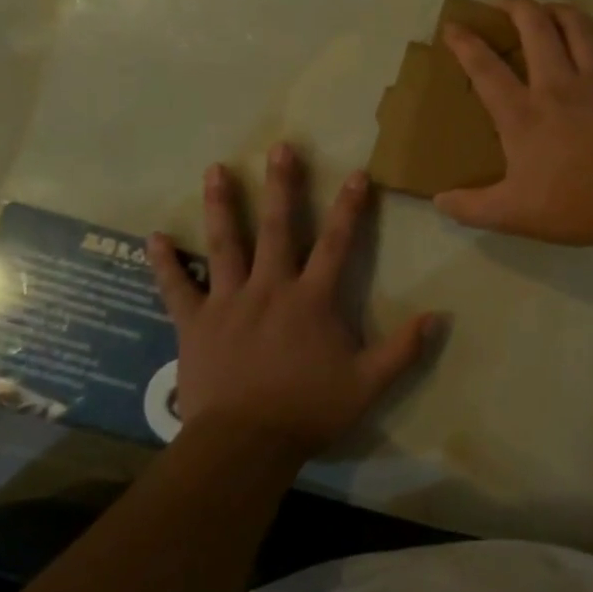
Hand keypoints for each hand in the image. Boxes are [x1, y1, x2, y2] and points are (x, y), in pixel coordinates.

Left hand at [147, 146, 432, 459]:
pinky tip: (153, 238)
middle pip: (279, 228)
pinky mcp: (195, 323)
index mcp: (311, 299)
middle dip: (283, 186)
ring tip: (215, 170)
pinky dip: (165, 263)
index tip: (358, 173)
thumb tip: (439, 316)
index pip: (337, 243)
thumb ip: (403, 349)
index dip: (350, 207)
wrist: (245, 444)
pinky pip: (177, 288)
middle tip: (279, 147)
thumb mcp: (368, 384)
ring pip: (225, 245)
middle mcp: (270, 288)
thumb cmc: (309, 410)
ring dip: (222, 206)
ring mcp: (228, 302)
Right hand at [436, 0, 592, 248]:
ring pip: (578, 27)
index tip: (453, 25)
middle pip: (534, 27)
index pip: (484, 68)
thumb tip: (438, 201)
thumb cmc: (573, 206)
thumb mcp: (511, 214)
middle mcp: (557, 84)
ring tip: (551, 8)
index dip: (464, 43)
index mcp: (522, 113)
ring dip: (561, 10)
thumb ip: (471, 207)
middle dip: (516, 5)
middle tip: (503, 0)